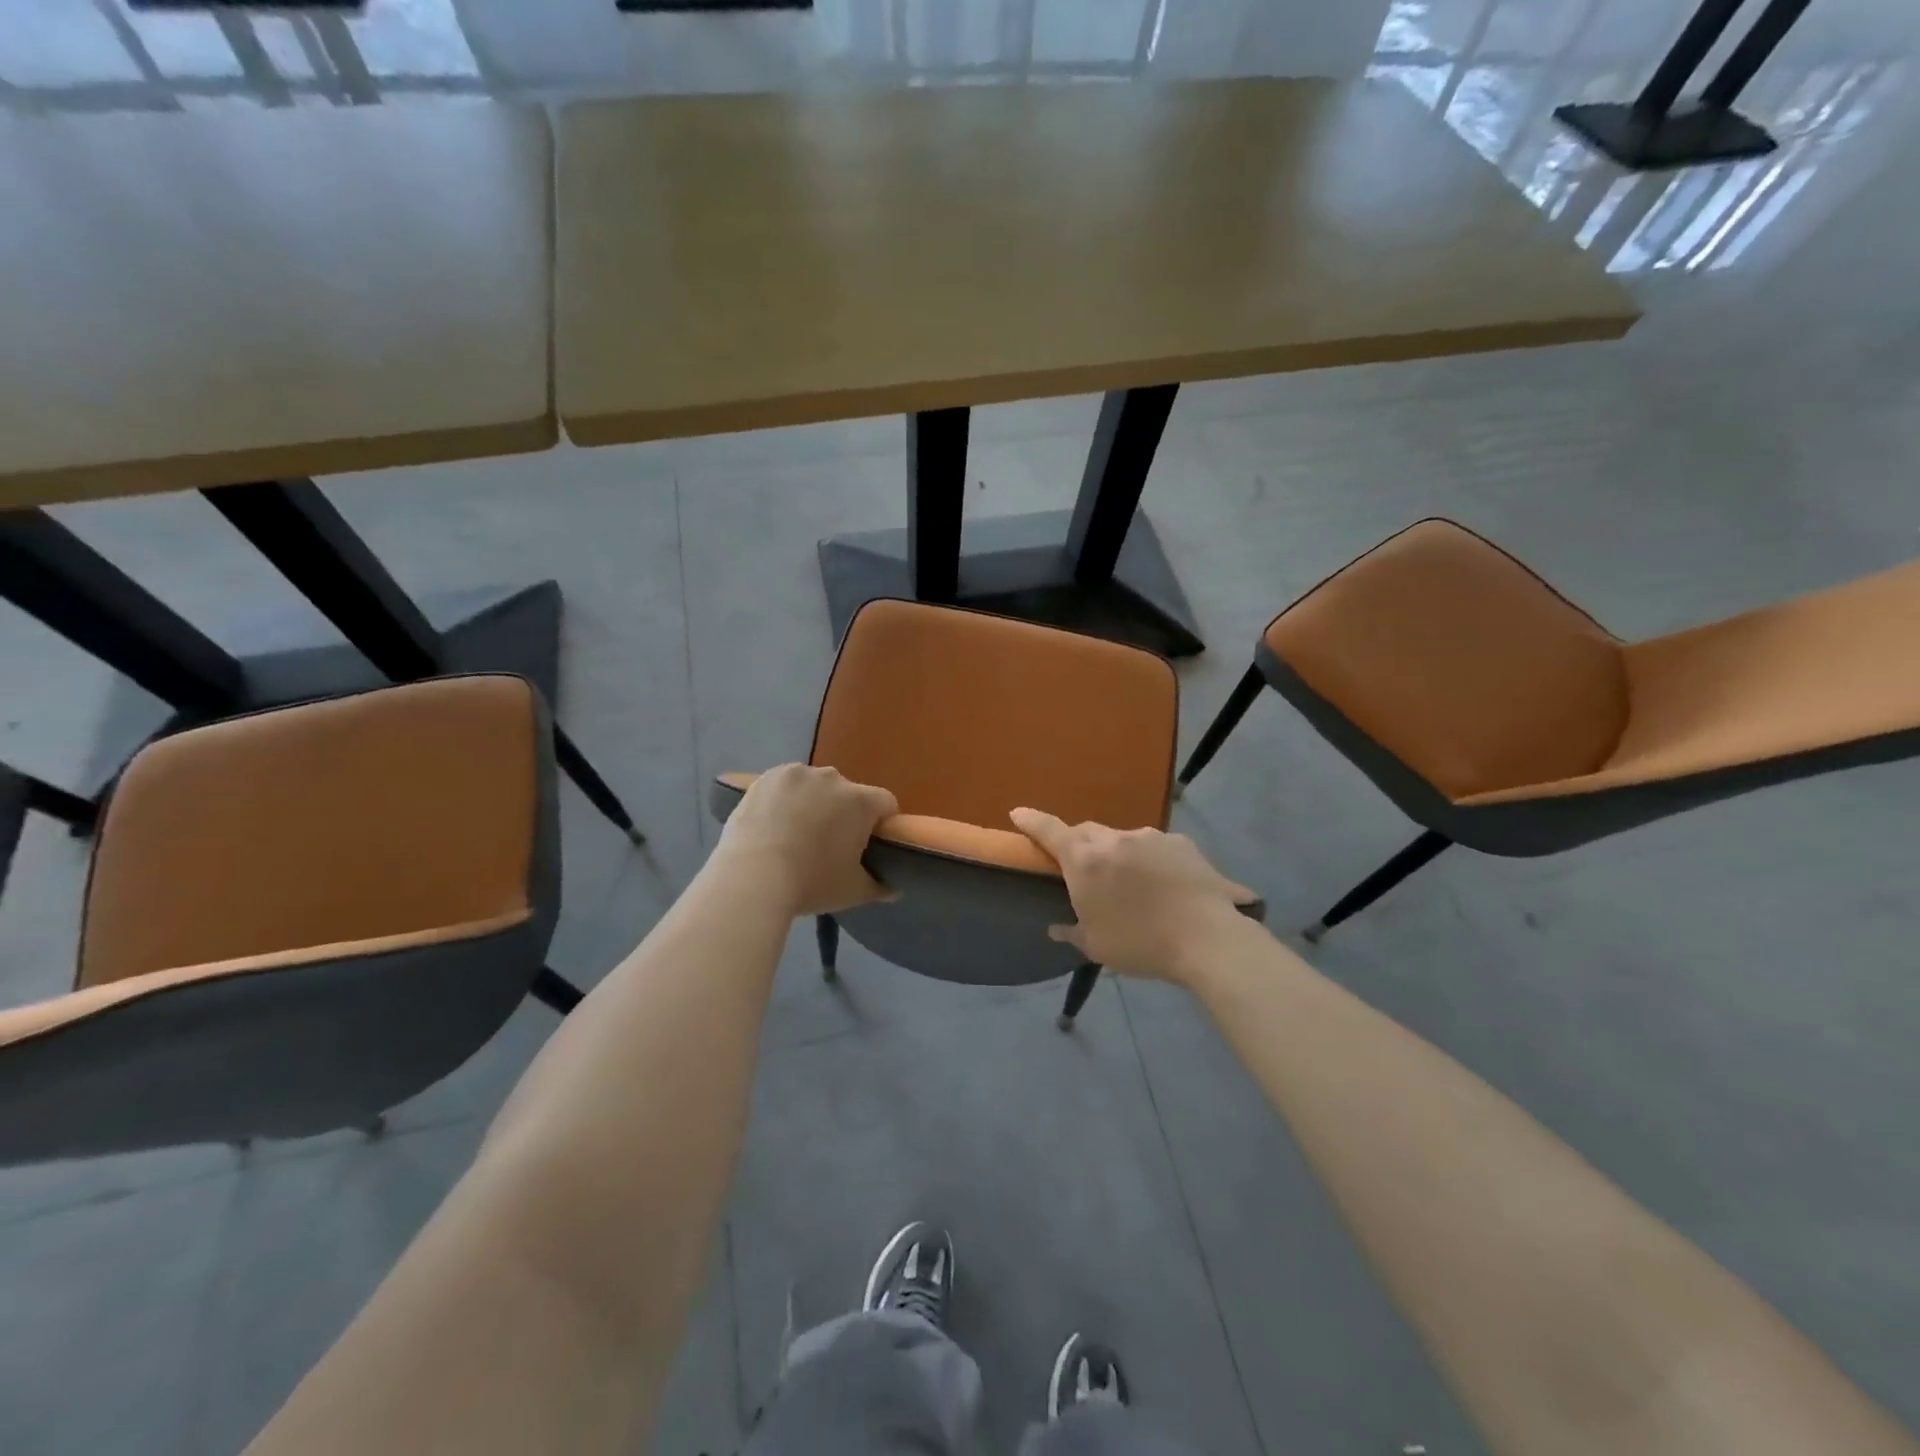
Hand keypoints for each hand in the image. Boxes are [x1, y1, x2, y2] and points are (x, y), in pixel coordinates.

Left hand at [715, 765, 898, 916]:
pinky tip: (772, 821)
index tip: (868, 845)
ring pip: (816, 786)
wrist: (752, 878)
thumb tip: (894, 889)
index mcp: (861, 802)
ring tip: (794, 833)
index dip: (881, 823)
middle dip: (843, 813)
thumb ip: (880, 887)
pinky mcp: (768, 777)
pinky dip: (784, 798)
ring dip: (813, 802)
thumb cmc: (811, 883)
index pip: (886, 803)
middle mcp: (834, 778)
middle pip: (849, 793)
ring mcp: (798, 774)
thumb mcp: (853, 892)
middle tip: (827, 844)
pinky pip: (786, 784)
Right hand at [1010, 809, 1257, 982]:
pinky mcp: (1182, 843)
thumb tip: (1056, 928)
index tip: (1018, 813)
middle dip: (1077, 843)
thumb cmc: (1141, 943)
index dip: (1031, 821)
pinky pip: (1156, 847)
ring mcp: (1151, 837)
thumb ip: (1072, 932)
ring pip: (1122, 838)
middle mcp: (1114, 839)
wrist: (1207, 938)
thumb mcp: (1097, 946)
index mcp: (1085, 860)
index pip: (1049, 831)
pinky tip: (1165, 884)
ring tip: (1130, 882)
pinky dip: (1151, 860)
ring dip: (1117, 853)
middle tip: (1079, 865)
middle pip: (1086, 832)